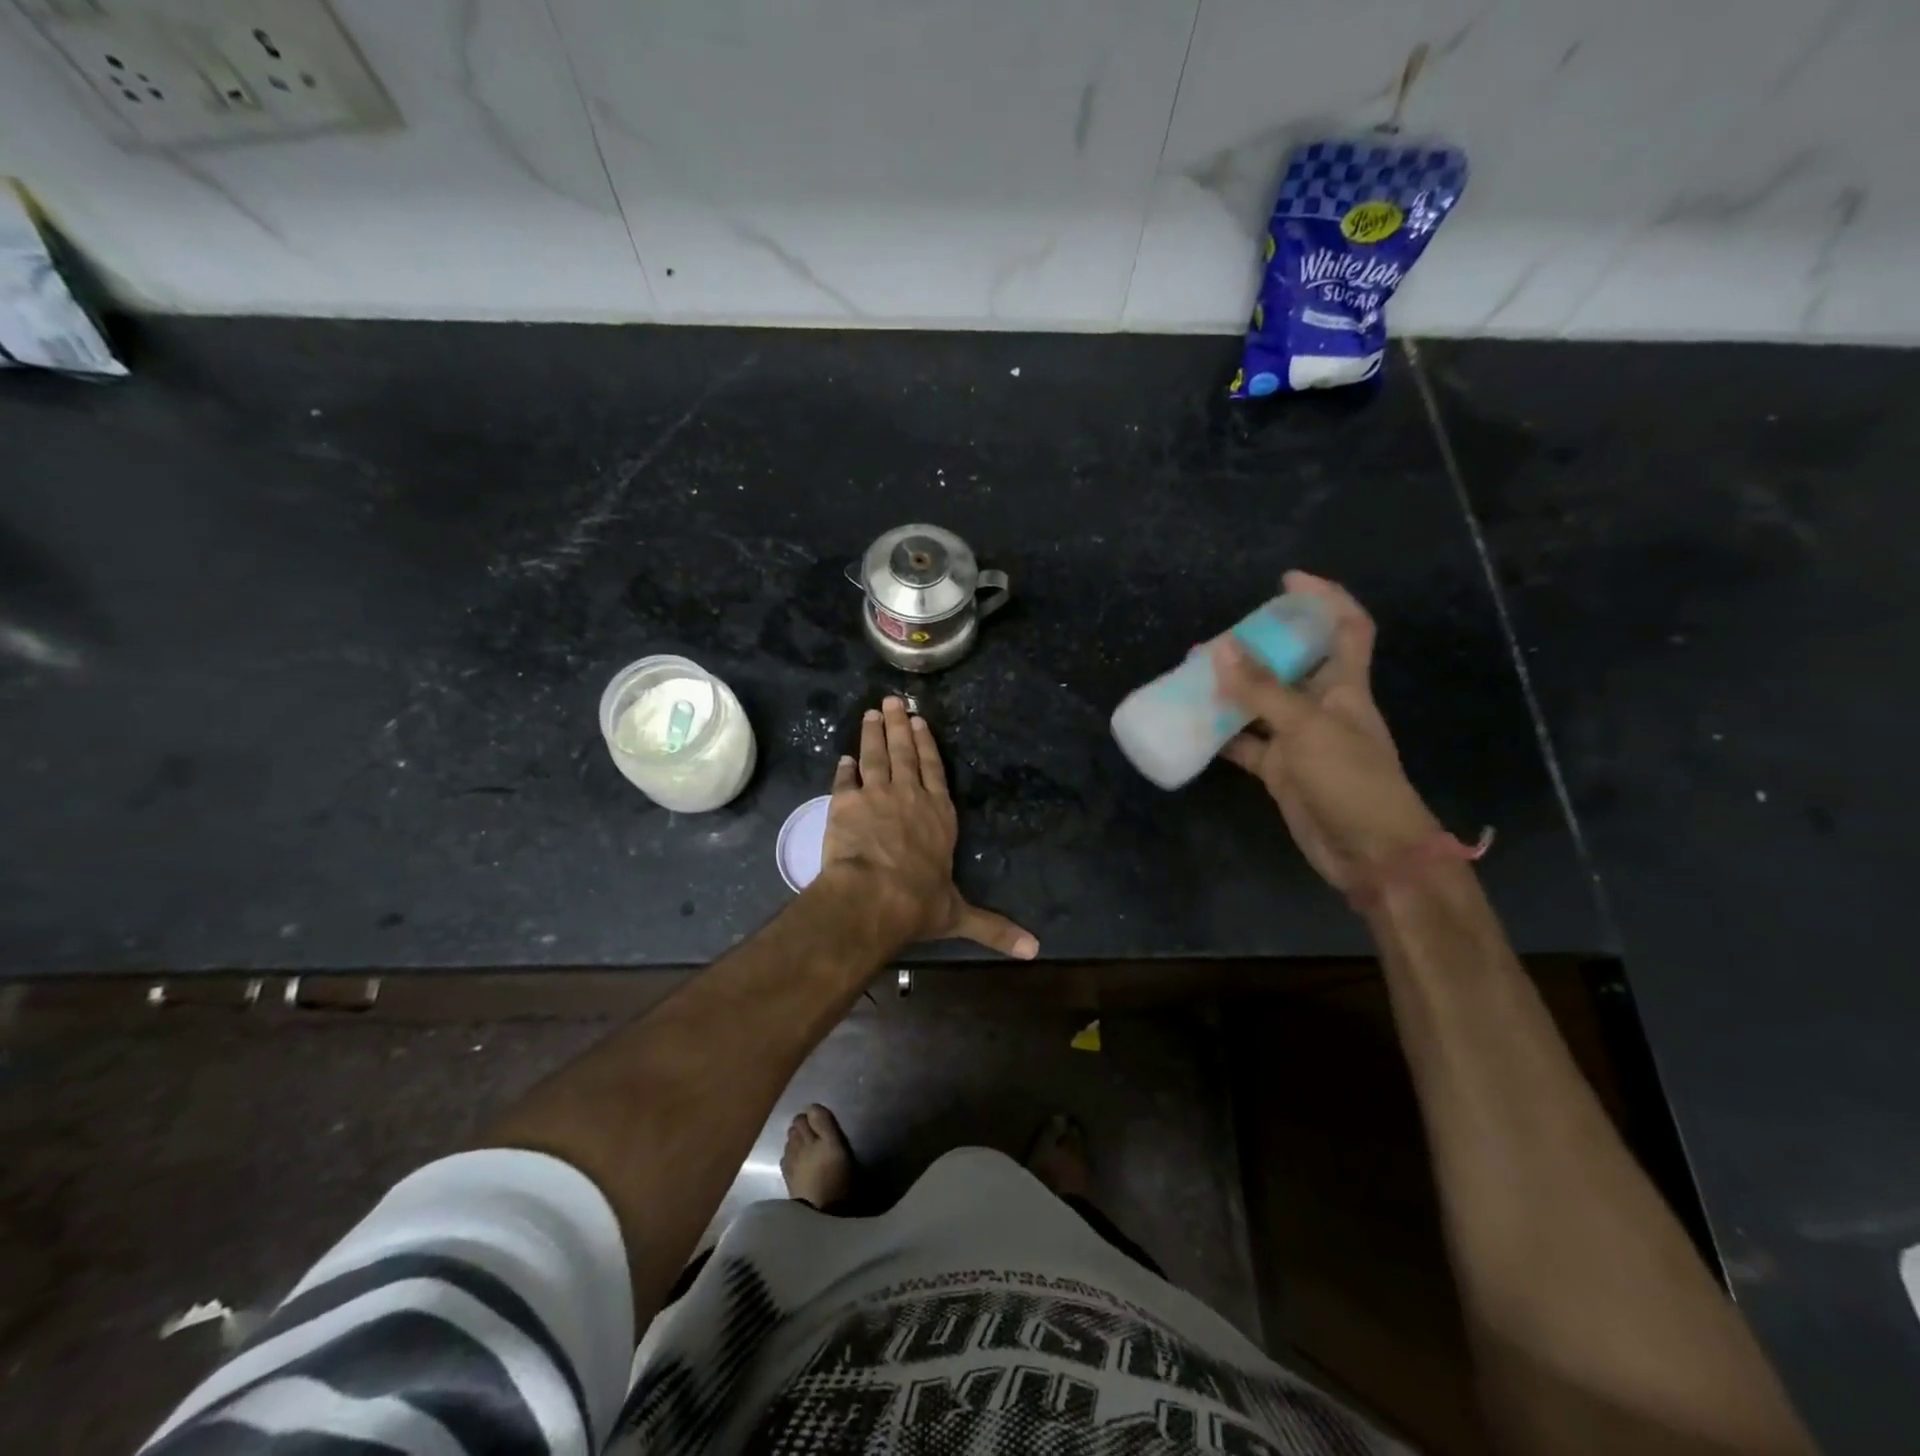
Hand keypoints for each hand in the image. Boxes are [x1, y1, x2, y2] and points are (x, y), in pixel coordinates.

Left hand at [813, 696, 1037, 958]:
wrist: (873, 897)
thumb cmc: (919, 902)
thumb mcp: (959, 915)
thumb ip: (993, 928)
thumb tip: (1034, 950)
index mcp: (939, 815)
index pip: (934, 770)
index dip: (926, 744)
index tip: (919, 722)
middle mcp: (910, 796)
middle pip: (904, 752)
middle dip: (899, 726)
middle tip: (891, 701)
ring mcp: (877, 795)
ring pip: (876, 756)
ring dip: (873, 733)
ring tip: (871, 713)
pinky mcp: (846, 803)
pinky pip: (845, 780)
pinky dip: (845, 768)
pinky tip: (844, 757)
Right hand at [1214, 571, 1443, 892]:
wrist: (1369, 852)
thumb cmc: (1350, 780)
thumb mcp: (1306, 728)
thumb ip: (1261, 690)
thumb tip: (1219, 647)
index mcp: (1344, 686)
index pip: (1346, 627)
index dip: (1324, 598)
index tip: (1287, 581)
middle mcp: (1322, 707)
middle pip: (1292, 663)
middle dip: (1258, 646)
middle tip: (1216, 639)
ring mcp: (1300, 740)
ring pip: (1262, 704)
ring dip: (1232, 690)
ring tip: (1192, 676)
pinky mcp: (1281, 771)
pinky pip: (1246, 744)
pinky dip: (1222, 736)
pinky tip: (1194, 727)